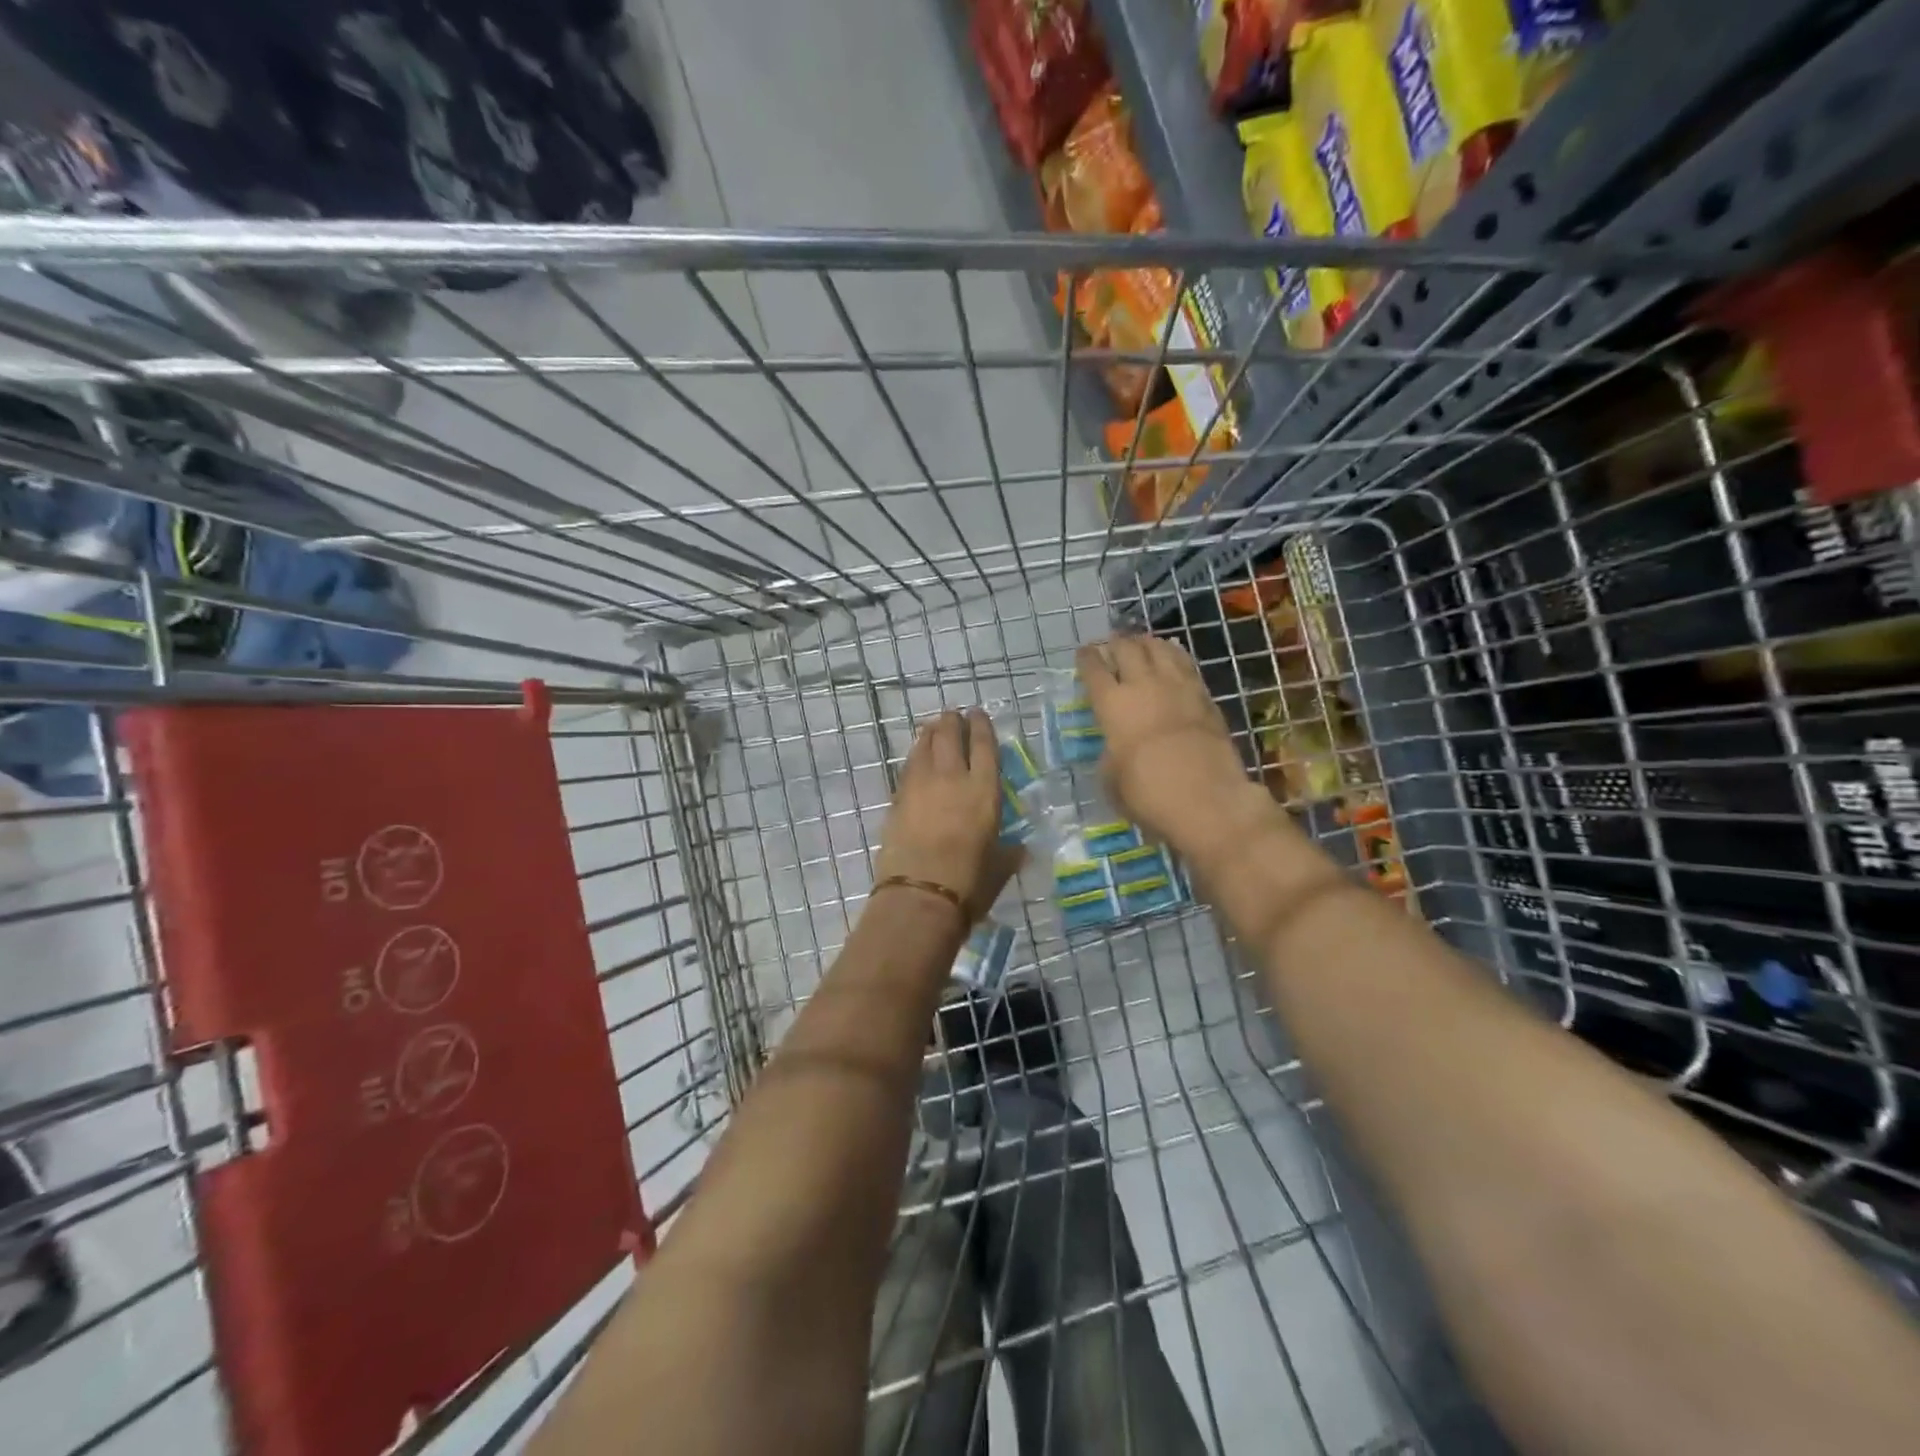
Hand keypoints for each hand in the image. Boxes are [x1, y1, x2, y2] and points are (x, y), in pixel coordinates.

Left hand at [874, 709, 1002, 919]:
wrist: (919, 897)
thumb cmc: (969, 884)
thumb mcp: (1000, 867)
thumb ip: (1010, 852)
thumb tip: (1019, 849)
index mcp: (984, 791)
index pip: (984, 746)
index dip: (981, 726)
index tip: (978, 714)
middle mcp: (952, 779)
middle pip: (950, 736)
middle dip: (953, 721)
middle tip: (954, 716)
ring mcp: (920, 786)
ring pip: (924, 746)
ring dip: (930, 733)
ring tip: (934, 728)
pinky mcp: (897, 799)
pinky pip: (908, 767)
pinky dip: (915, 756)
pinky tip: (917, 758)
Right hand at [1076, 635, 1260, 855]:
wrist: (1208, 799)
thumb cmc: (1148, 794)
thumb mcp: (1111, 779)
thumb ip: (1110, 754)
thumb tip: (1115, 746)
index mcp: (1112, 705)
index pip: (1094, 669)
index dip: (1087, 658)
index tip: (1084, 653)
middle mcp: (1143, 685)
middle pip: (1127, 648)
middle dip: (1115, 643)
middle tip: (1111, 645)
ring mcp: (1178, 686)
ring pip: (1159, 648)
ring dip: (1146, 642)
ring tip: (1141, 643)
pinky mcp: (1205, 695)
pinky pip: (1186, 663)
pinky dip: (1174, 653)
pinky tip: (1172, 654)